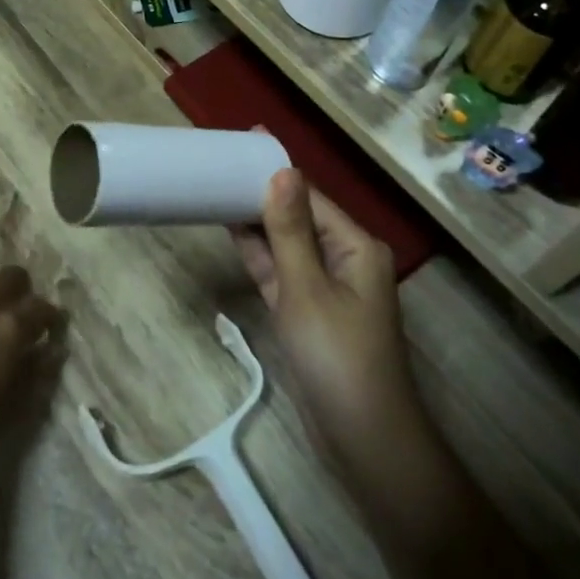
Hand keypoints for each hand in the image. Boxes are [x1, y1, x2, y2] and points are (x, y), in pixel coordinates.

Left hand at [0, 267, 66, 476]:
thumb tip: (55, 349)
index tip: (55, 329)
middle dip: (25, 291)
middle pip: (12, 277)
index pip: (42, 307)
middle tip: (29, 315)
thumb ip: (41, 368)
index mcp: (12, 326)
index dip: (53, 317)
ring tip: (0, 316)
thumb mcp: (20, 398)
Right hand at [231, 171, 421, 494]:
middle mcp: (345, 259)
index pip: (310, 195)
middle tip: (219, 162)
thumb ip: (289, 230)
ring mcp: (326, 287)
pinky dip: (259, 254)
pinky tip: (232, 231)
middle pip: (298, 216)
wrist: (363, 438)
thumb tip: (282, 170)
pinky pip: (281, 272)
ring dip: (256, 220)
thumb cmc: (337, 356)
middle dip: (262, 191)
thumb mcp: (307, 288)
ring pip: (286, 243)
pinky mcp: (308, 312)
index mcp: (356, 245)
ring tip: (216, 187)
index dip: (276, 169)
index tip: (242, 140)